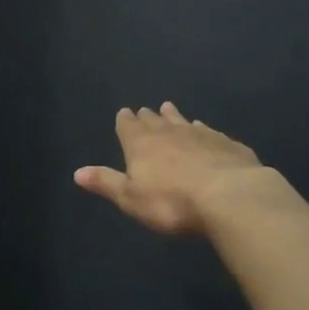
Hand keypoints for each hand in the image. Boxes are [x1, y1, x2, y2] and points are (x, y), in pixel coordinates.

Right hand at [74, 103, 294, 236]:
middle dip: (148, 116)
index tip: (124, 113)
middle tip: (146, 110)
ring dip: (174, 116)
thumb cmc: (172, 201)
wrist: (231, 196)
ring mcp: (201, 135)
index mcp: (141, 144)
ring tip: (169, 108)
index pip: (128, 126)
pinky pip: (210, 132)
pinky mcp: (227, 145)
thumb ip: (106, 183)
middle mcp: (169, 133)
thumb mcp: (131, 199)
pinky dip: (203, 130)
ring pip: (183, 121)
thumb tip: (77, 172)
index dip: (125, 121)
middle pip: (155, 121)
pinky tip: (205, 129)